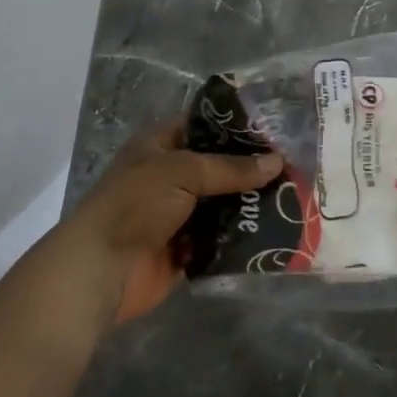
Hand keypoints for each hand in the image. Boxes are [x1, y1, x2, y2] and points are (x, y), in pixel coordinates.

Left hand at [71, 122, 282, 323]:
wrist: (101, 271)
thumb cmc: (134, 206)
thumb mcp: (182, 172)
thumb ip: (231, 168)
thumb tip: (277, 162)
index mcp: (161, 146)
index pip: (205, 126)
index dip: (238, 126)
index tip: (277, 127)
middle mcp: (171, 175)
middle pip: (220, 165)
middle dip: (252, 167)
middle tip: (295, 163)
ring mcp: (179, 212)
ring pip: (224, 201)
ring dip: (251, 200)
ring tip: (294, 193)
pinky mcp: (187, 246)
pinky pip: (222, 235)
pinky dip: (243, 232)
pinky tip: (277, 225)